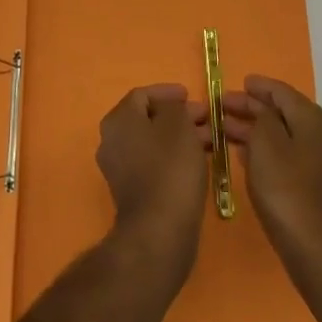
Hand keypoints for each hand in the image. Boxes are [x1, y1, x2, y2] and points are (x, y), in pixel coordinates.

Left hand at [96, 84, 211, 275]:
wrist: (159, 228)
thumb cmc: (170, 168)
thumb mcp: (178, 125)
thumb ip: (173, 107)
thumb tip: (170, 107)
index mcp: (118, 120)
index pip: (142, 95)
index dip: (168, 92)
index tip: (191, 96)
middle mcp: (111, 140)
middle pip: (147, 118)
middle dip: (177, 116)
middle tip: (205, 118)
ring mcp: (119, 167)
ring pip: (152, 141)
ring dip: (179, 136)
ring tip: (209, 139)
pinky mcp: (131, 190)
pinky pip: (153, 162)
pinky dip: (173, 156)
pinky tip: (197, 160)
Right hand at [222, 76, 321, 286]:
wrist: (318, 249)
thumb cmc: (287, 191)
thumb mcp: (266, 145)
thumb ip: (262, 117)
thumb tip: (261, 108)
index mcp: (315, 120)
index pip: (282, 92)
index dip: (257, 87)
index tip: (235, 84)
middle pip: (284, 112)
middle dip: (252, 108)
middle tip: (222, 107)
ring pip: (286, 134)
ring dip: (257, 129)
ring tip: (226, 129)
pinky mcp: (320, 184)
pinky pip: (290, 154)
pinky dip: (268, 148)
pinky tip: (247, 154)